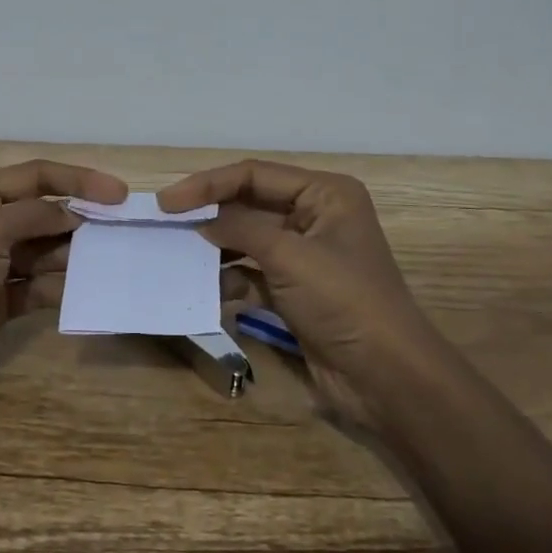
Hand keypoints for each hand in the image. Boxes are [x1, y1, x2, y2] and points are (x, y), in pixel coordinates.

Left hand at [0, 159, 126, 412]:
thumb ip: (34, 215)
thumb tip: (74, 213)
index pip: (37, 175)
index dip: (79, 180)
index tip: (119, 194)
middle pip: (45, 212)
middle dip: (81, 219)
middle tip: (121, 230)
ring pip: (47, 250)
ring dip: (76, 253)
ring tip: (112, 259)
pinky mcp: (3, 300)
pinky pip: (43, 285)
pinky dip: (64, 287)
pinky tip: (89, 290)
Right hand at [158, 160, 438, 427]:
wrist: (387, 378)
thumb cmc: (343, 300)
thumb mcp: (289, 255)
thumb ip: (239, 229)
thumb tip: (198, 220)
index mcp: (325, 193)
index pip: (255, 174)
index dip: (208, 184)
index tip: (167, 201)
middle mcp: (316, 216)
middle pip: (250, 203)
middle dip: (210, 214)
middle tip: (165, 224)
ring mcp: (306, 255)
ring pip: (248, 239)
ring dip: (217, 247)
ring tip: (178, 255)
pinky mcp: (297, 290)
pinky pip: (254, 272)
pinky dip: (231, 278)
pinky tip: (208, 289)